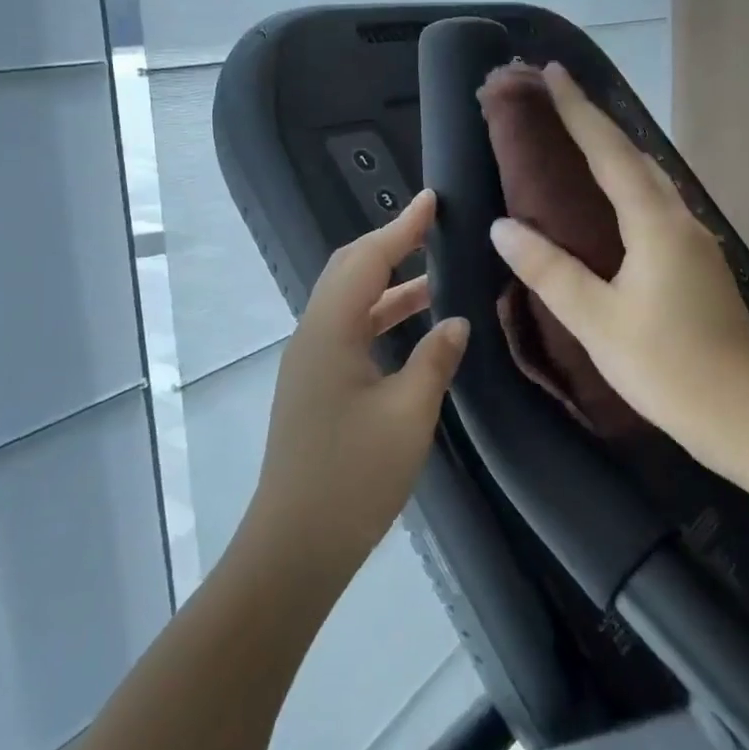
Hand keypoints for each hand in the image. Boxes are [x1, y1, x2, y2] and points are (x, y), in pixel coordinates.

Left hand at [244, 190, 468, 582]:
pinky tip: (414, 330)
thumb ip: (434, 360)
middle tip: (433, 230)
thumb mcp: (408, 416)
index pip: (367, 260)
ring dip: (389, 285)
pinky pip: (350, 332)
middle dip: (390, 245)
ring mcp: (310, 363)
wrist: (293, 549)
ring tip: (436, 276)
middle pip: (349, 272)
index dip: (400, 227)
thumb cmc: (352, 478)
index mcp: (329, 332)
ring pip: (350, 303)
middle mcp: (312, 336)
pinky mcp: (315, 387)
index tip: (431, 200)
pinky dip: (382, 317)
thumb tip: (455, 321)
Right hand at [488, 64, 748, 472]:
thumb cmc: (669, 368)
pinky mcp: (698, 263)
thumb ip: (549, 270)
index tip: (553, 71)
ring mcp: (695, 240)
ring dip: (613, 150)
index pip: (609, 152)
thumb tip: (503, 226)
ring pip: (648, 178)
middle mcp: (680, 219)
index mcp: (655, 224)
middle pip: (633, 155)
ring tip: (577, 135)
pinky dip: (627, 183)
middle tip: (556, 97)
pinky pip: (655, 204)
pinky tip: (613, 197)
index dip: (578, 111)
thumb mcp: (597, 321)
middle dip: (594, 121)